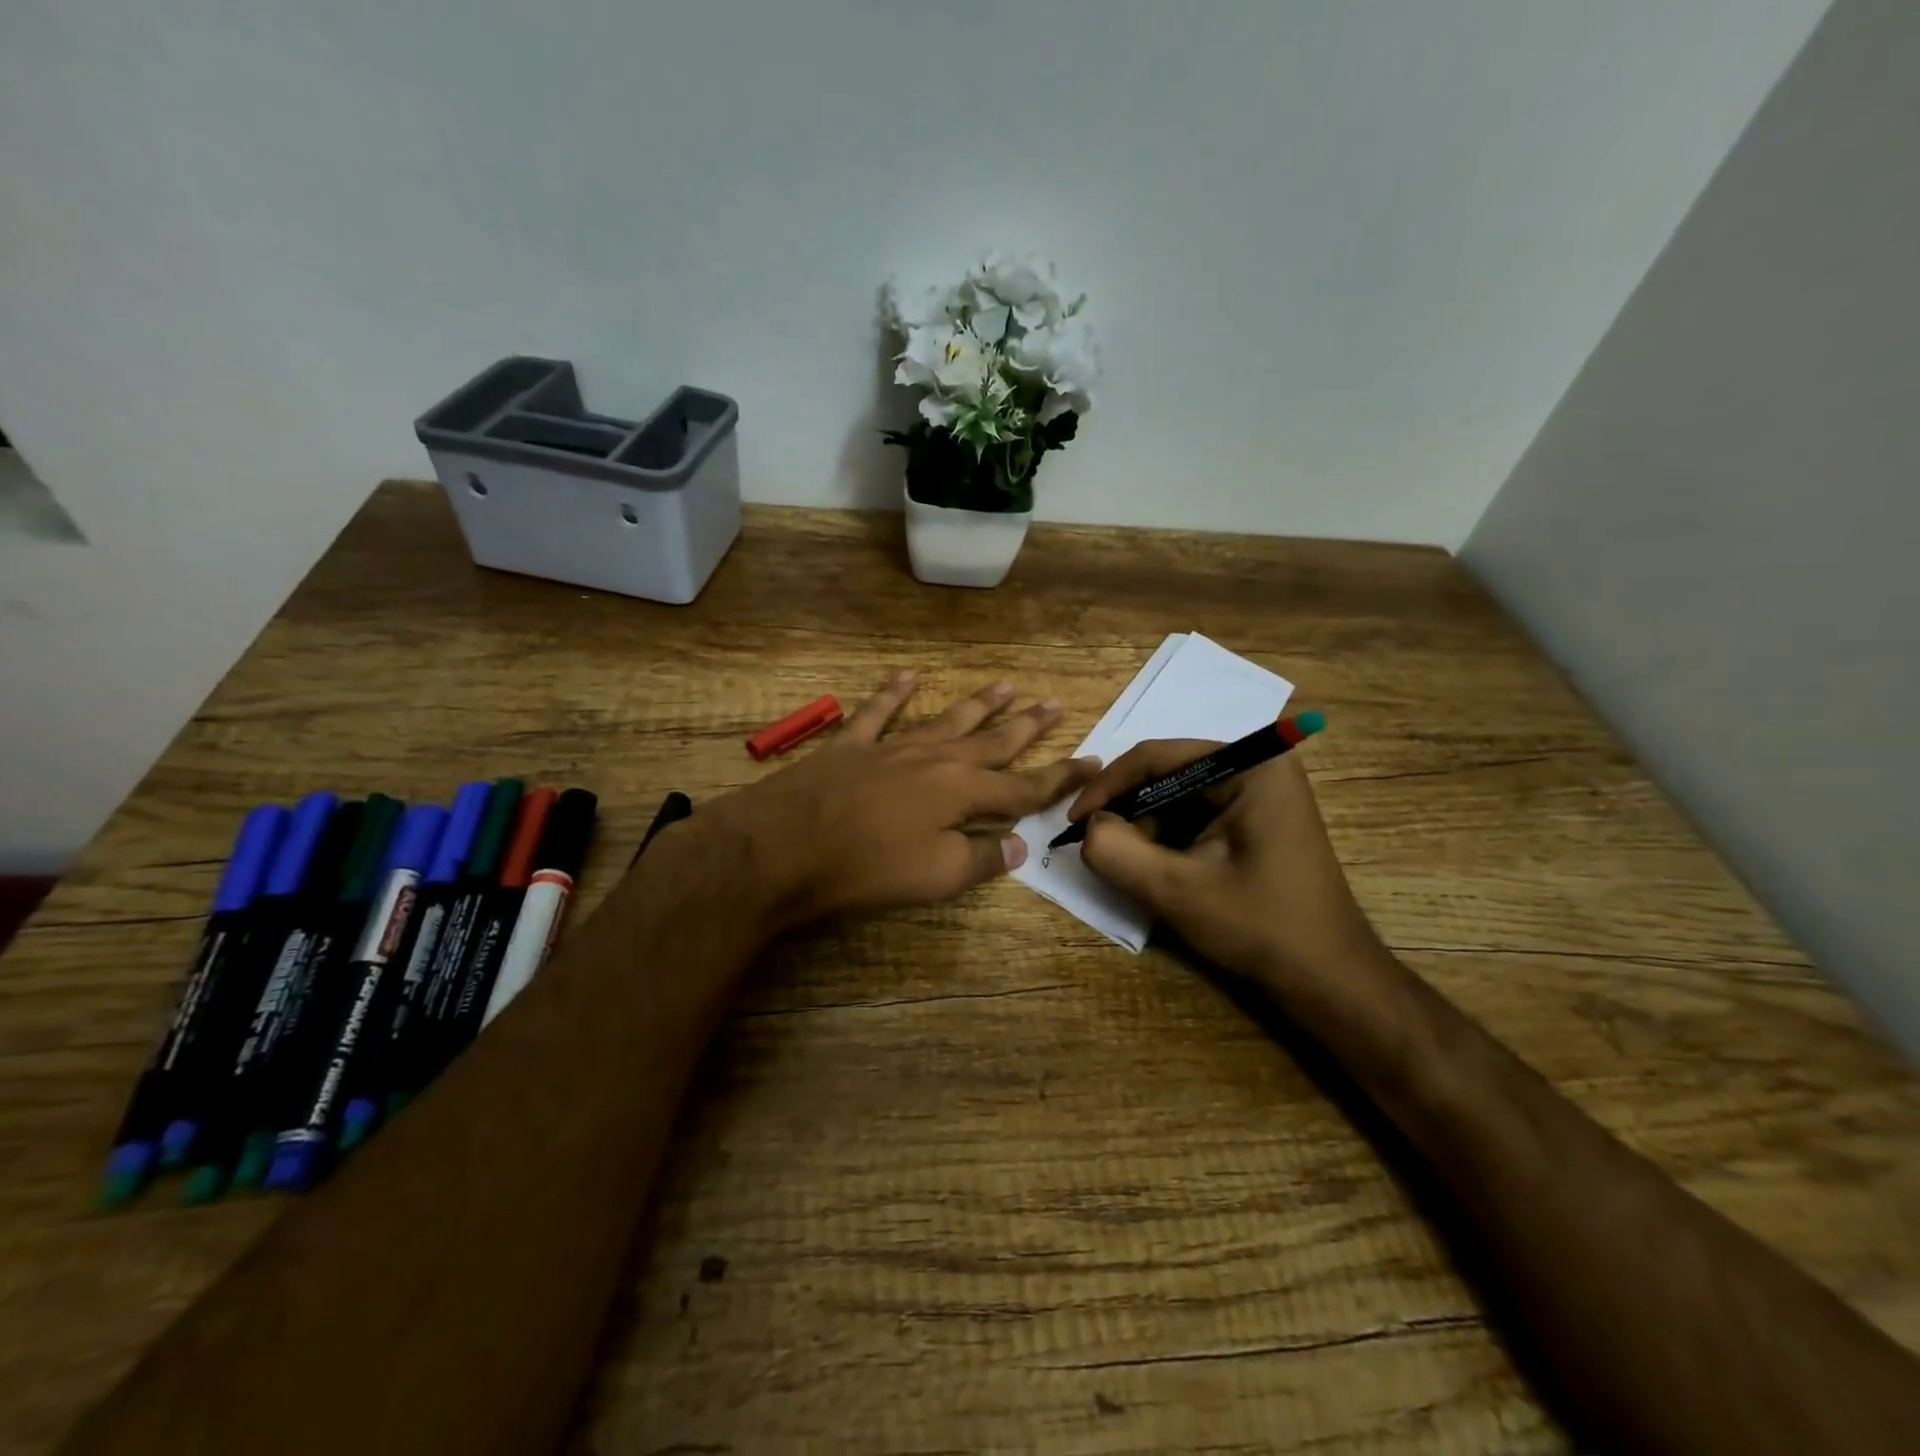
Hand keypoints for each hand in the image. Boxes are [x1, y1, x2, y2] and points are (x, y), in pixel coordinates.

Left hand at [702, 672, 1097, 926]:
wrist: (780, 848)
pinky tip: (911, 676)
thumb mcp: (936, 875)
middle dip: (1027, 725)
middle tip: (1056, 702)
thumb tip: (1018, 845)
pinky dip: (896, 693)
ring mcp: (892, 746)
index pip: (1025, 784)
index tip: (1092, 760)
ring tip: (1007, 684)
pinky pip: (879, 711)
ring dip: (978, 704)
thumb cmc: (865, 868)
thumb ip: (981, 857)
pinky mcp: (850, 745)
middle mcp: (936, 759)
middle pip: (993, 740)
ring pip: (947, 719)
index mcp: (962, 792)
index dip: (1061, 776)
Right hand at [1069, 741, 1384, 991]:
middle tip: (1100, 848)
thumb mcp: (1178, 891)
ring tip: (1132, 866)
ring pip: (1178, 795)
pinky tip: (1160, 869)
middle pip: (1168, 773)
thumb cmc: (1261, 927)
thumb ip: (1119, 853)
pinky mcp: (1258, 818)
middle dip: (1129, 810)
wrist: (1328, 978)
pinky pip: (1197, 813)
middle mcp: (1259, 766)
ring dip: (1147, 827)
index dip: (1107, 786)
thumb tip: (1087, 829)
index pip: (1158, 756)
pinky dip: (1169, 837)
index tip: (1074, 822)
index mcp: (1251, 766)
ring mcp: (1261, 792)